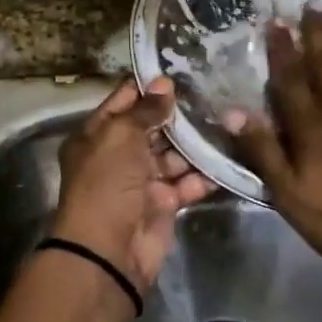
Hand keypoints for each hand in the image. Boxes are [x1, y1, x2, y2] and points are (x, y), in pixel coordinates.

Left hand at [54, 76, 213, 290]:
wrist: (108, 252)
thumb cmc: (106, 184)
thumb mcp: (120, 137)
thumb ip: (144, 110)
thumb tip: (164, 83)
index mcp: (96, 136)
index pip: (123, 102)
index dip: (148, 87)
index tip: (179, 69)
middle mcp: (117, 157)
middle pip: (151, 129)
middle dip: (177, 116)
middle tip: (211, 94)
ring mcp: (141, 182)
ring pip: (172, 156)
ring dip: (194, 145)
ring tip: (224, 122)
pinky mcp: (163, 205)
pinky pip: (186, 183)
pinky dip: (203, 175)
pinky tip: (225, 158)